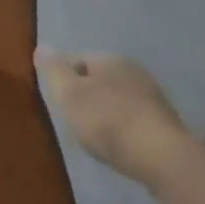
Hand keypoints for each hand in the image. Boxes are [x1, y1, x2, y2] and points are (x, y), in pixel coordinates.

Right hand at [36, 49, 192, 189]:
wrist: (161, 156)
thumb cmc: (107, 121)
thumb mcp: (70, 95)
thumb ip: (54, 71)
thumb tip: (41, 47)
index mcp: (109, 59)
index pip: (76, 58)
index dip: (62, 77)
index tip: (55, 100)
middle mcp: (133, 69)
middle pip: (98, 77)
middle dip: (84, 93)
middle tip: (71, 117)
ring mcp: (152, 94)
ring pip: (117, 96)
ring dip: (104, 110)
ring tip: (92, 133)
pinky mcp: (163, 120)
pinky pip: (132, 116)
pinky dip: (121, 124)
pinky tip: (116, 142)